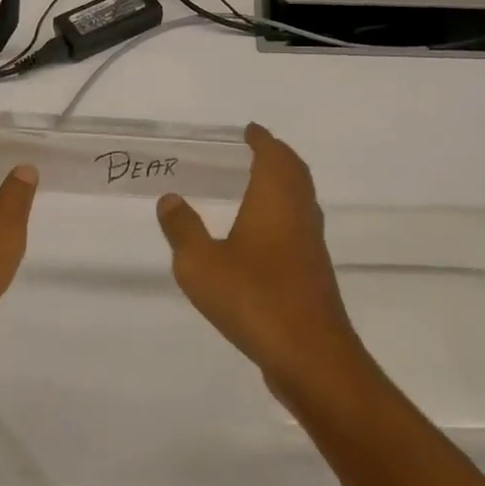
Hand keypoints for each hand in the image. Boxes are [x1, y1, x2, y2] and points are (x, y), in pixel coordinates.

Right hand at [155, 123, 365, 394]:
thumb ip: (183, 229)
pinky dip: (284, 213)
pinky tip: (263, 235)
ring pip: (301, 199)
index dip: (261, 139)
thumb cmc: (253, 298)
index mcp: (275, 200)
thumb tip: (171, 198)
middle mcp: (299, 214)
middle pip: (294, 172)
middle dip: (276, 156)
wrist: (309, 354)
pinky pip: (299, 226)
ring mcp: (311, 244)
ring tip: (255, 185)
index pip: (273, 155)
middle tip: (253, 150)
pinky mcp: (313, 272)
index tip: (248, 131)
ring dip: (283, 184)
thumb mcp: (201, 264)